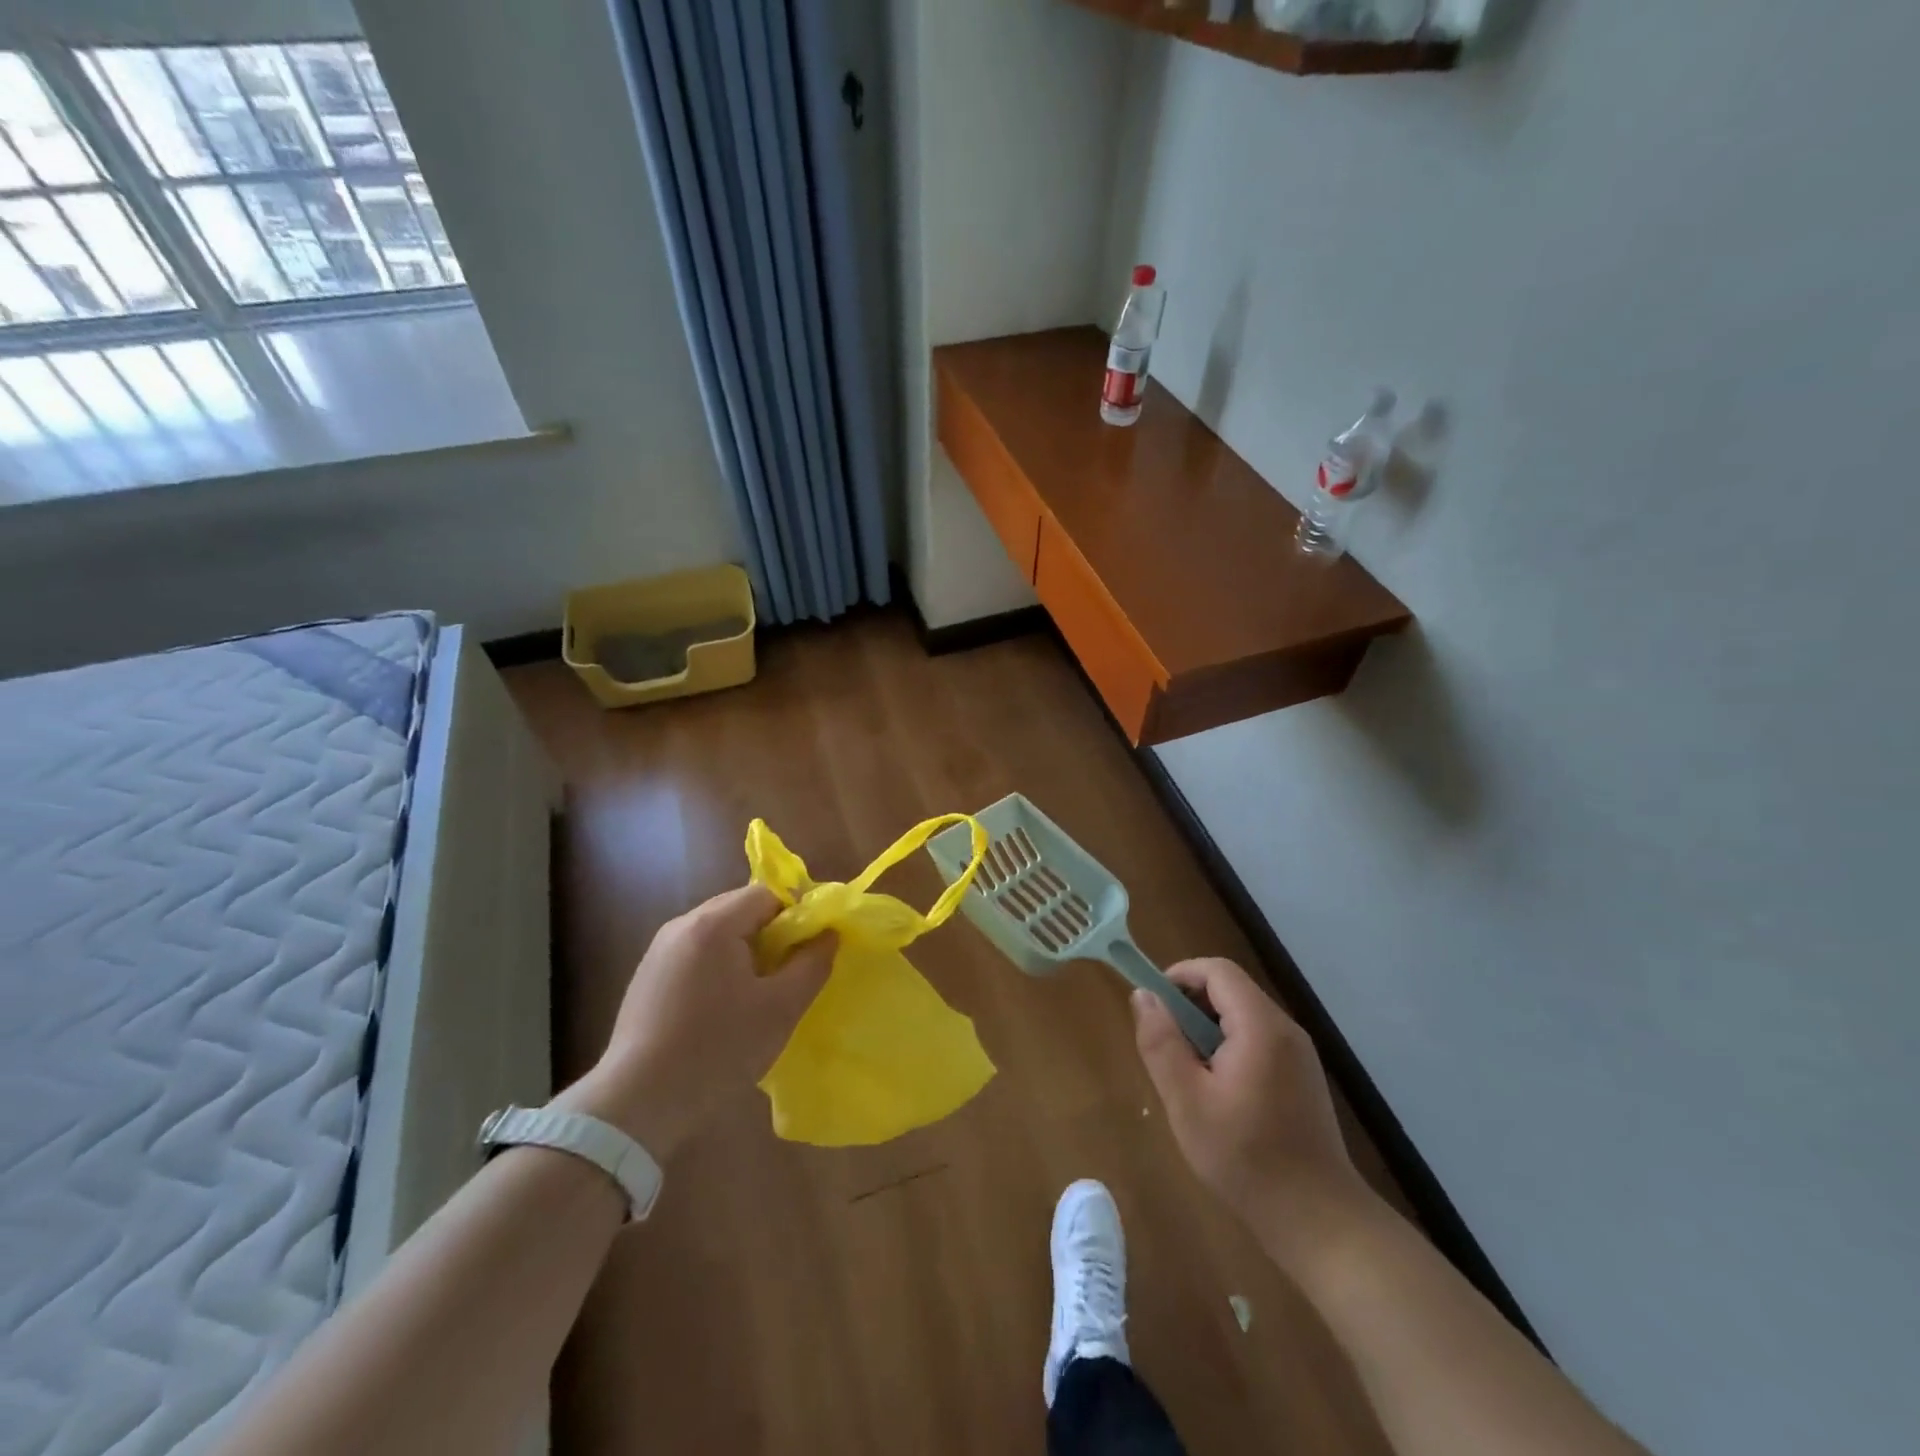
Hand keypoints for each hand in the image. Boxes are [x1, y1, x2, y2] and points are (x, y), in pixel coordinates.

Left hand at [557, 885, 833, 1158]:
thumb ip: (812, 964)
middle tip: (787, 975)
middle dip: (771, 935)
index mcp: (714, 924)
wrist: (637, 1105)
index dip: (796, 916)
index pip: (767, 894)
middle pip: (740, 909)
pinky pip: (695, 955)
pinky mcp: (647, 978)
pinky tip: (721, 1010)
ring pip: (718, 934)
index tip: (808, 952)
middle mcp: (682, 925)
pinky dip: (718, 969)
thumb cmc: (717, 1049)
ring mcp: (659, 951)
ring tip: (757, 996)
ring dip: (745, 953)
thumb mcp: (780, 1009)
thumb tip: (829, 934)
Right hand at [1133, 958, 1367, 1248]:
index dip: (1179, 975)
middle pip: (1231, 989)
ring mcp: (1299, 1054)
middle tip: (1165, 1044)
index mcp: (1261, 1026)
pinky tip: (1217, 1092)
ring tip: (1186, 1072)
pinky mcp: (1303, 1077)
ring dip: (1207, 1028)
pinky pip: (1258, 1039)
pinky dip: (1229, 1046)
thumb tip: (1143, 995)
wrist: (1320, 1222)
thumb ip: (1161, 1042)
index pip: (1217, 970)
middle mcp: (1286, 1029)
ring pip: (1243, 1015)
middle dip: (1190, 1005)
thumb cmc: (1246, 1159)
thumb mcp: (1187, 1101)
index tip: (1152, 1005)